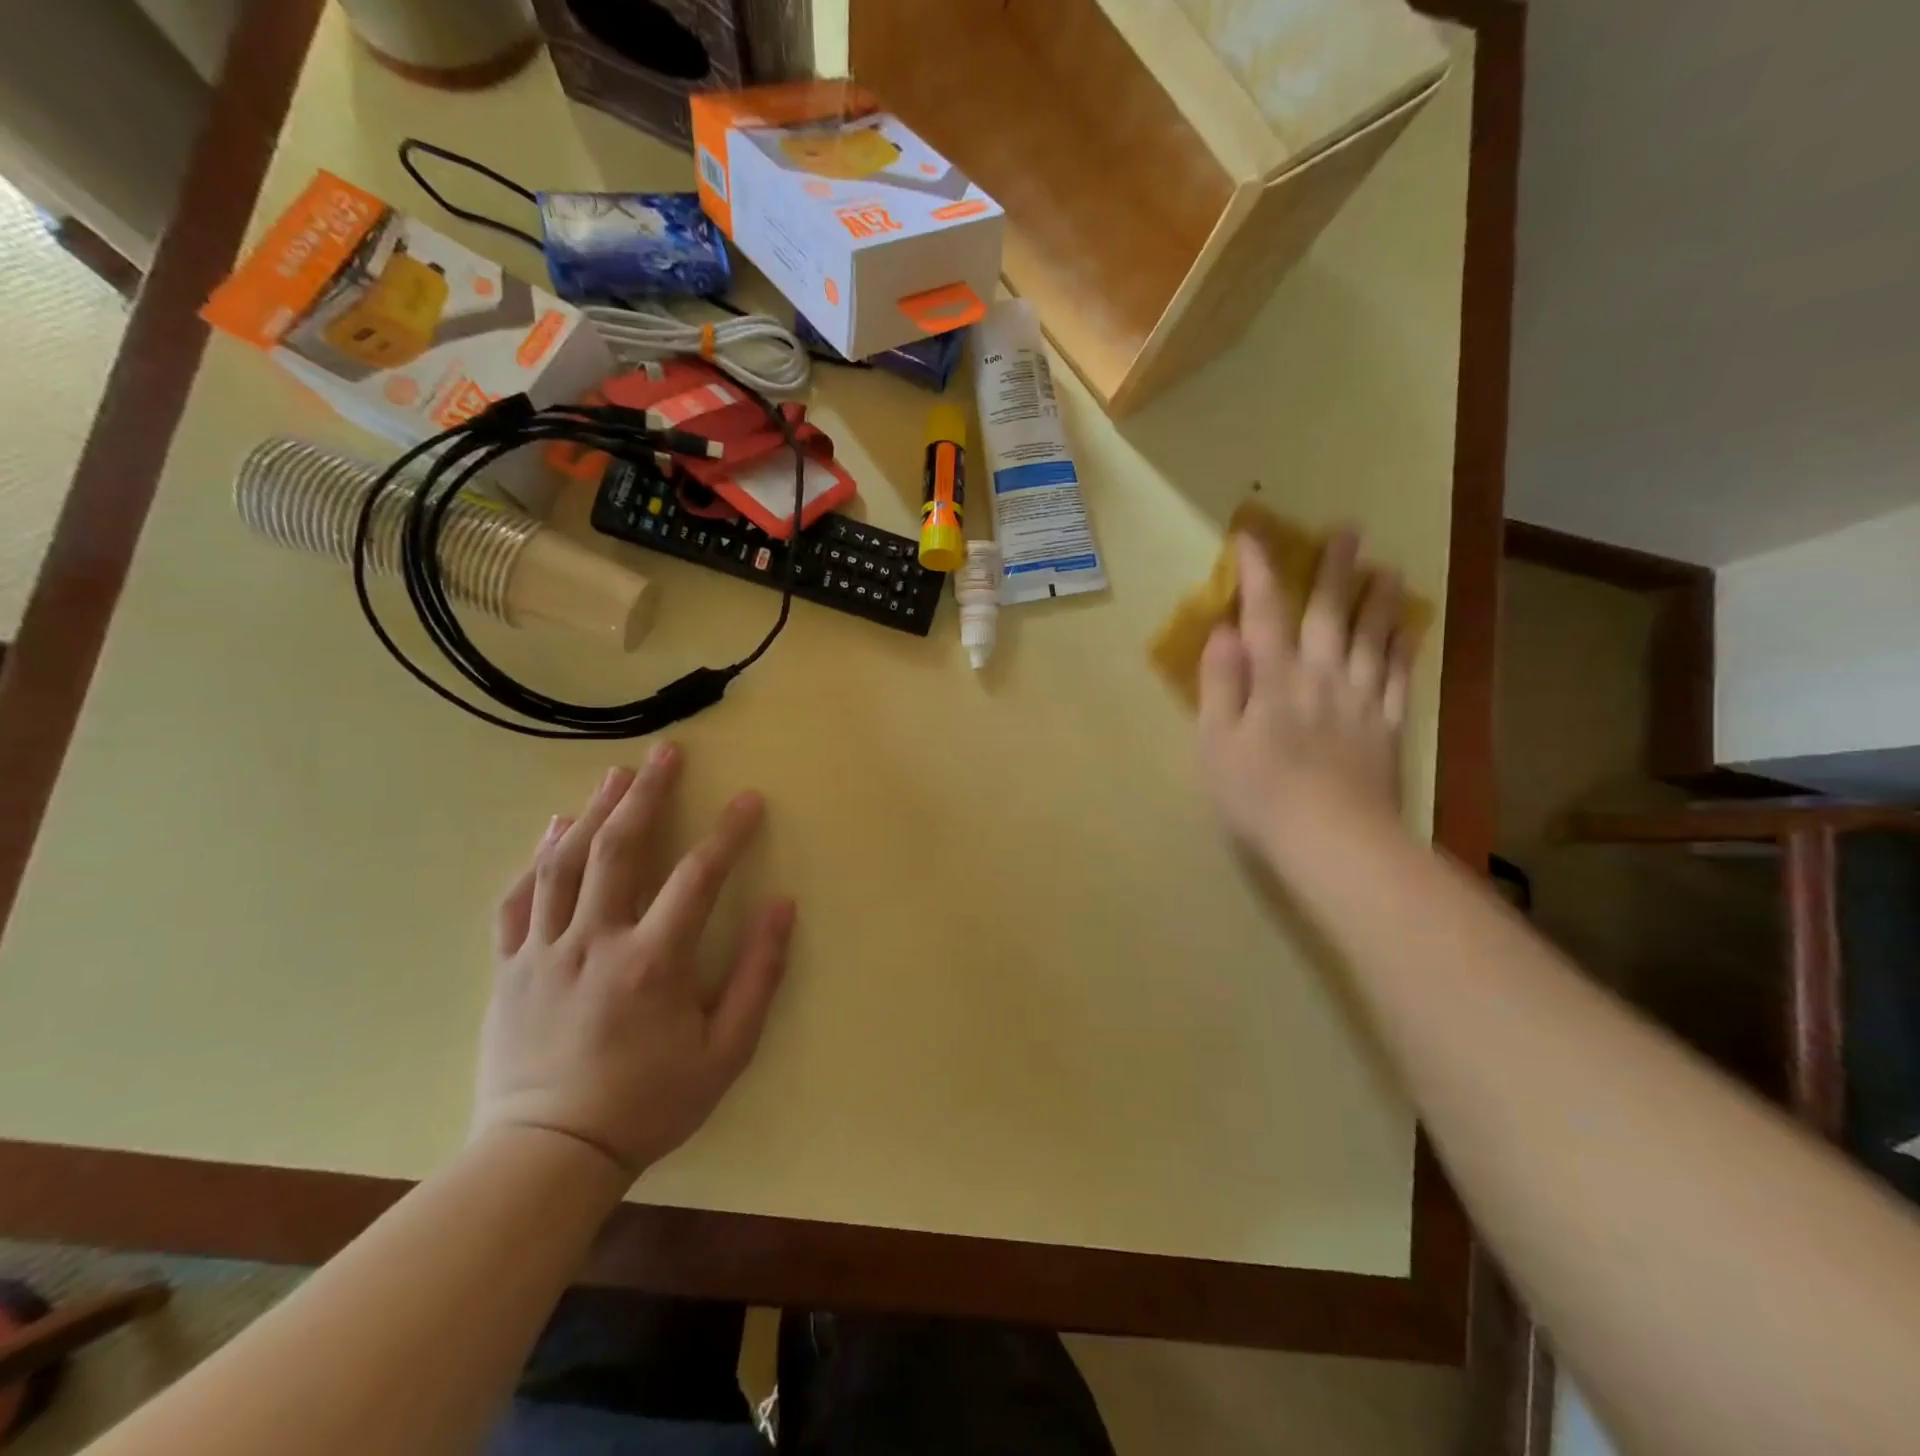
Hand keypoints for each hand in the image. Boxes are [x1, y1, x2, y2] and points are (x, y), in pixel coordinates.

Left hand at [474, 744, 795, 1176]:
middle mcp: (596, 942)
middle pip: (620, 849)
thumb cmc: (649, 1103)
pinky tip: (553, 830)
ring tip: (617, 774)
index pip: (698, 877)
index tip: (749, 799)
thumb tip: (783, 906)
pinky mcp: (510, 968)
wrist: (548, 1157)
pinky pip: (519, 901)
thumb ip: (758, 975)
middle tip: (666, 753)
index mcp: (653, 962)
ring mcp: (545, 952)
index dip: (728, 832)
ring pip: (566, 864)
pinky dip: (536, 859)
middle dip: (648, 794)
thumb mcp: (726, 1052)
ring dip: (595, 812)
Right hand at [1197, 530, 1414, 862]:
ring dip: (1378, 600)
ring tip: (1387, 568)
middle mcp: (1321, 677)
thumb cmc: (1258, 795)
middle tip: (1348, 531)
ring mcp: (1360, 700)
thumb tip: (1223, 633)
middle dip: (1334, 571)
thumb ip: (1220, 684)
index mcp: (1274, 680)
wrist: (1333, 841)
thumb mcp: (1216, 742)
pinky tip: (1407, 630)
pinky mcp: (1387, 727)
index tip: (1253, 537)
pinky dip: (1402, 648)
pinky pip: (1397, 676)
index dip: (1258, 573)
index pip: (1264, 614)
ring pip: (1372, 637)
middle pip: (1329, 614)